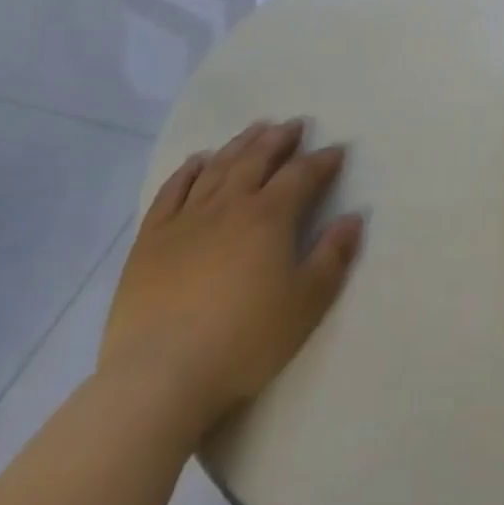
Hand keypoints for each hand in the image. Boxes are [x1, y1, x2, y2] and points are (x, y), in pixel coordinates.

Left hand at [100, 120, 363, 435]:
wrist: (158, 378)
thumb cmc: (243, 342)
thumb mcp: (305, 304)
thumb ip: (332, 257)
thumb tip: (353, 218)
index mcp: (270, 216)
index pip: (302, 174)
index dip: (322, 160)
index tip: (336, 151)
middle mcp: (230, 204)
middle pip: (258, 158)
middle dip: (280, 139)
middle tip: (294, 126)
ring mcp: (187, 218)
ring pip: (219, 166)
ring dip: (241, 144)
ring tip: (256, 130)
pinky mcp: (151, 239)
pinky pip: (172, 191)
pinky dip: (188, 170)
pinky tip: (198, 161)